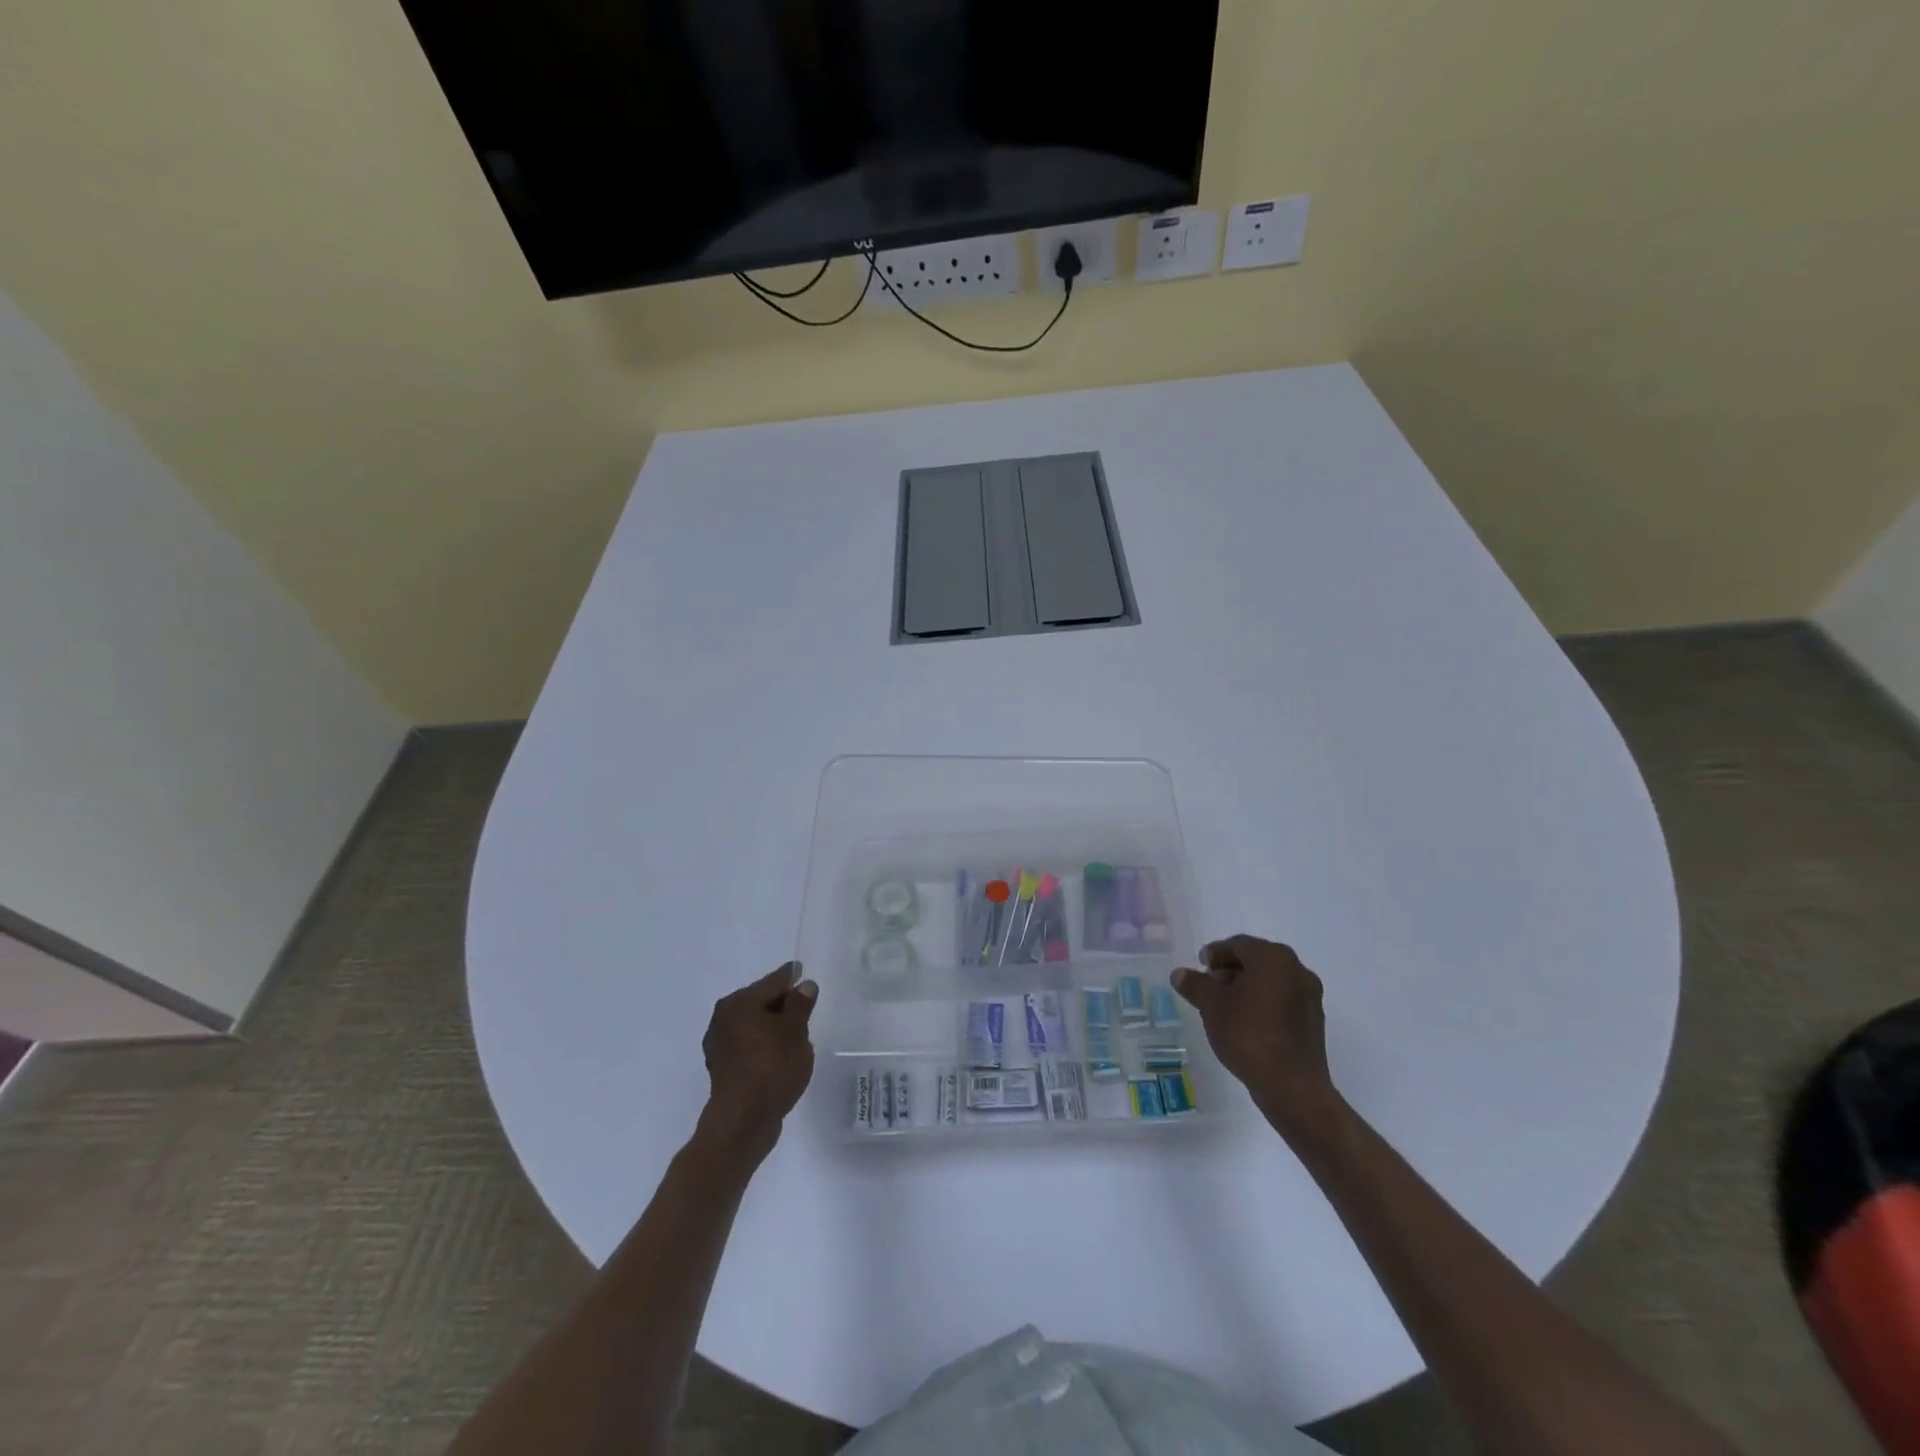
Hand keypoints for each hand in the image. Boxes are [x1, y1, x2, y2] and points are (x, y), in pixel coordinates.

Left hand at [699, 963, 816, 1154]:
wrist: (743, 1122)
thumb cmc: (772, 1067)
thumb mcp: (795, 1031)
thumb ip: (800, 1005)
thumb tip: (804, 985)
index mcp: (739, 1002)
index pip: (773, 981)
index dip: (792, 977)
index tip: (802, 971)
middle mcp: (723, 1018)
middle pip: (760, 1001)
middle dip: (782, 1003)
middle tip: (804, 1005)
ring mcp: (720, 1045)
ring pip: (754, 1025)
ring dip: (773, 1026)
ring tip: (796, 1032)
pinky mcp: (723, 1068)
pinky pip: (749, 1046)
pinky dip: (764, 1045)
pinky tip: (779, 1054)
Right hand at [1172, 935, 1339, 1139]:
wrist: (1292, 1086)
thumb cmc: (1248, 1034)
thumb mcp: (1211, 1006)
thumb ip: (1195, 984)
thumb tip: (1180, 974)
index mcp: (1273, 957)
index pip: (1238, 944)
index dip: (1215, 954)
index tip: (1200, 967)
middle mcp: (1296, 969)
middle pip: (1256, 960)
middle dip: (1230, 971)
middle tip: (1209, 986)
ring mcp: (1309, 996)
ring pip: (1270, 981)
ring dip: (1246, 987)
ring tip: (1224, 1007)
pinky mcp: (1313, 1020)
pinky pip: (1282, 1000)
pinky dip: (1263, 1003)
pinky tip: (1246, 1023)